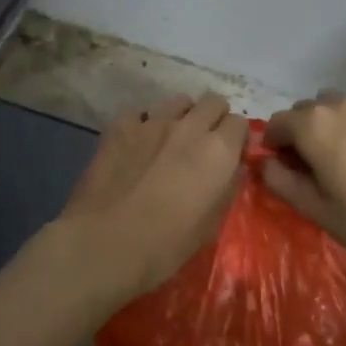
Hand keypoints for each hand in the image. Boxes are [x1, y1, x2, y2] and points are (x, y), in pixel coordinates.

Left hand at [56, 92, 248, 306]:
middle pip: (213, 101)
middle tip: (205, 143)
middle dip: (214, 118)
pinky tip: (137, 142)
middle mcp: (190, 127)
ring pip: (178, 101)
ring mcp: (152, 122)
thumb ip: (226, 188)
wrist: (105, 243)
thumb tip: (232, 169)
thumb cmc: (166, 244)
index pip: (240, 123)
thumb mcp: (211, 225)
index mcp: (218, 151)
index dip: (237, 138)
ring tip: (171, 139)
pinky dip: (144, 122)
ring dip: (182, 115)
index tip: (230, 155)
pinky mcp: (120, 126)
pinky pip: (140, 112)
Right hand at [262, 91, 345, 275]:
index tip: (280, 167)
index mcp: (313, 126)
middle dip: (299, 133)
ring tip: (339, 159)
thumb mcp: (315, 209)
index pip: (277, 123)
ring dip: (328, 126)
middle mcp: (340, 106)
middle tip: (307, 166)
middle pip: (306, 111)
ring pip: (336, 108)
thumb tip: (264, 163)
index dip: (272, 145)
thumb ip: (281, 181)